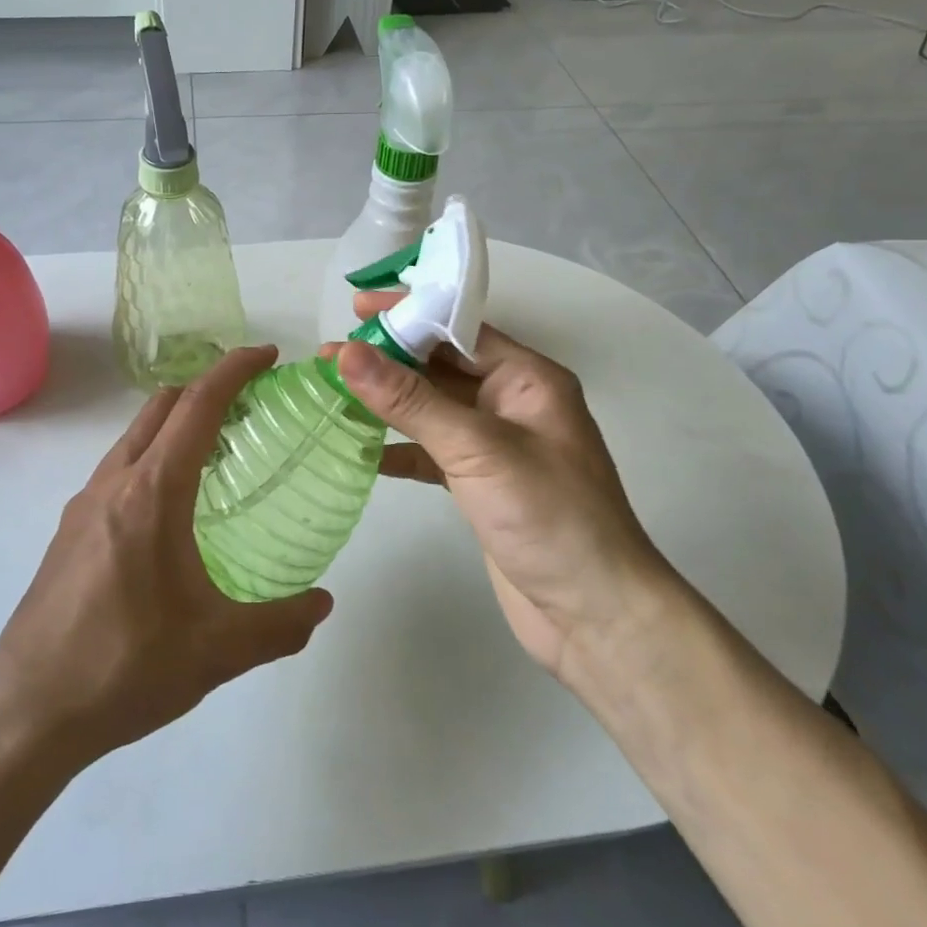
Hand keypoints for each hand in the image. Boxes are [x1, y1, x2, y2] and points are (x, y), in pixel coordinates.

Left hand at [0, 347, 332, 765]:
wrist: (25, 712)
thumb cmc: (124, 667)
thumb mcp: (216, 651)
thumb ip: (279, 625)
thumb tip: (324, 604)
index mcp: (152, 491)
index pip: (198, 405)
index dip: (234, 370)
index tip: (267, 355)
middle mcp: (114, 482)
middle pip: (162, 407)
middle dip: (206, 387)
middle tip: (250, 403)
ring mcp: (84, 504)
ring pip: (135, 436)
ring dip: (176, 424)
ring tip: (218, 453)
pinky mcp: (69, 531)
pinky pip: (119, 469)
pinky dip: (153, 457)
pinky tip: (172, 509)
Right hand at [332, 294, 672, 681]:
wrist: (596, 618)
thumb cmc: (549, 517)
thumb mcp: (477, 449)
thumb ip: (410, 400)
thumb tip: (348, 353)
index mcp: (527, 379)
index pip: (459, 329)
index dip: (409, 314)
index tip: (356, 308)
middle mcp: (511, 403)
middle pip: (441, 366)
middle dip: (389, 358)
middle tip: (331, 355)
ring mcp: (496, 446)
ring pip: (432, 409)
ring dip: (387, 402)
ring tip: (333, 390)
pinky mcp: (481, 485)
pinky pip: (432, 451)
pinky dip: (399, 447)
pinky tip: (361, 448)